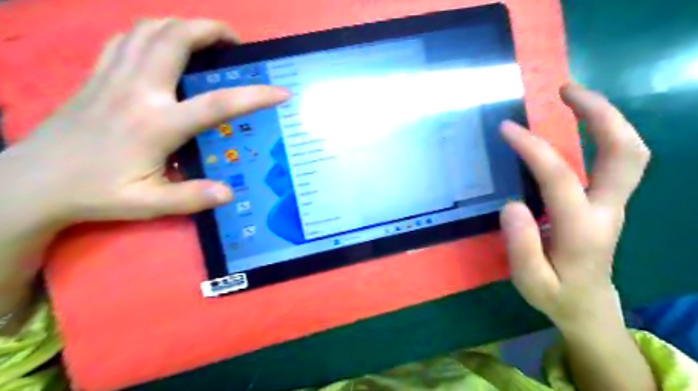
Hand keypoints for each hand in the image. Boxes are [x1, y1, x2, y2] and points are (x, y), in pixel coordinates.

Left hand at [1, 19, 289, 226]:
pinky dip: (151, 31)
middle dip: (211, 30)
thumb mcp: (146, 204)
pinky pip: (126, 38)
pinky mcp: (96, 75)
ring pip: (148, 29)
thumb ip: (190, 198)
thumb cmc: (95, 194)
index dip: (254, 96)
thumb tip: (229, 193)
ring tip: (205, 37)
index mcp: (156, 124)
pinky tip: (164, 44)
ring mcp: (113, 77)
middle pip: (175, 39)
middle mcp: (137, 91)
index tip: (280, 92)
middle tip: (235, 42)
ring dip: (182, 25)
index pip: (216, 104)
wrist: (31, 183)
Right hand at [500, 86, 651, 328]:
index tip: (507, 128)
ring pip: (630, 151)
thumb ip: (522, 246)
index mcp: (582, 231)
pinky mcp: (609, 201)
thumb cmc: (555, 294)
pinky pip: (617, 159)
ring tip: (571, 96)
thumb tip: (511, 205)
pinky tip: (577, 124)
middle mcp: (606, 210)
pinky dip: (603, 132)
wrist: (588, 306)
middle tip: (565, 90)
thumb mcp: (530, 281)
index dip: (533, 149)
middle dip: (600, 114)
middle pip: (625, 152)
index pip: (559, 178)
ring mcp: (613, 204)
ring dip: (606, 117)